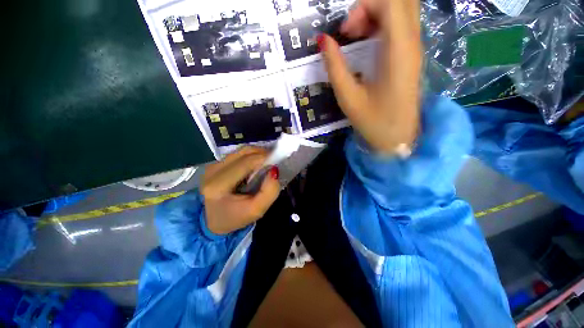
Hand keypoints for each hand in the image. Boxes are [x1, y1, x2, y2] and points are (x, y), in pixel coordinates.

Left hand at [201, 147, 279, 234]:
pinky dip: (250, 156)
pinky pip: (237, 154)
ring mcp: (212, 165)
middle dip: (262, 154)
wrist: (213, 220)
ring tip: (265, 164)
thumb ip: (269, 192)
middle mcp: (213, 171)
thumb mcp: (257, 210)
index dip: (264, 158)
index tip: (277, 162)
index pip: (246, 162)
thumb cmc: (235, 217)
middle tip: (274, 162)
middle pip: (243, 152)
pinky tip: (254, 166)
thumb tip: (274, 170)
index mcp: (219, 185)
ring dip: (256, 154)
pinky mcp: (215, 164)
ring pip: (241, 151)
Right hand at [318, 0, 421, 154]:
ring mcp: (415, 48)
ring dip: (376, 14)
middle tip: (350, 31)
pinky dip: (382, 23)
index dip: (363, 6)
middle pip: (399, 1)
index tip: (344, 32)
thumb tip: (323, 40)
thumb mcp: (348, 97)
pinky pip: (401, 24)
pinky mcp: (411, 56)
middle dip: (370, 7)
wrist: (397, 138)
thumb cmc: (373, 122)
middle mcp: (412, 43)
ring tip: (355, 36)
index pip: (390, 3)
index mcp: (398, 52)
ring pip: (402, 10)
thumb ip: (335, 67)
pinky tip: (366, 42)